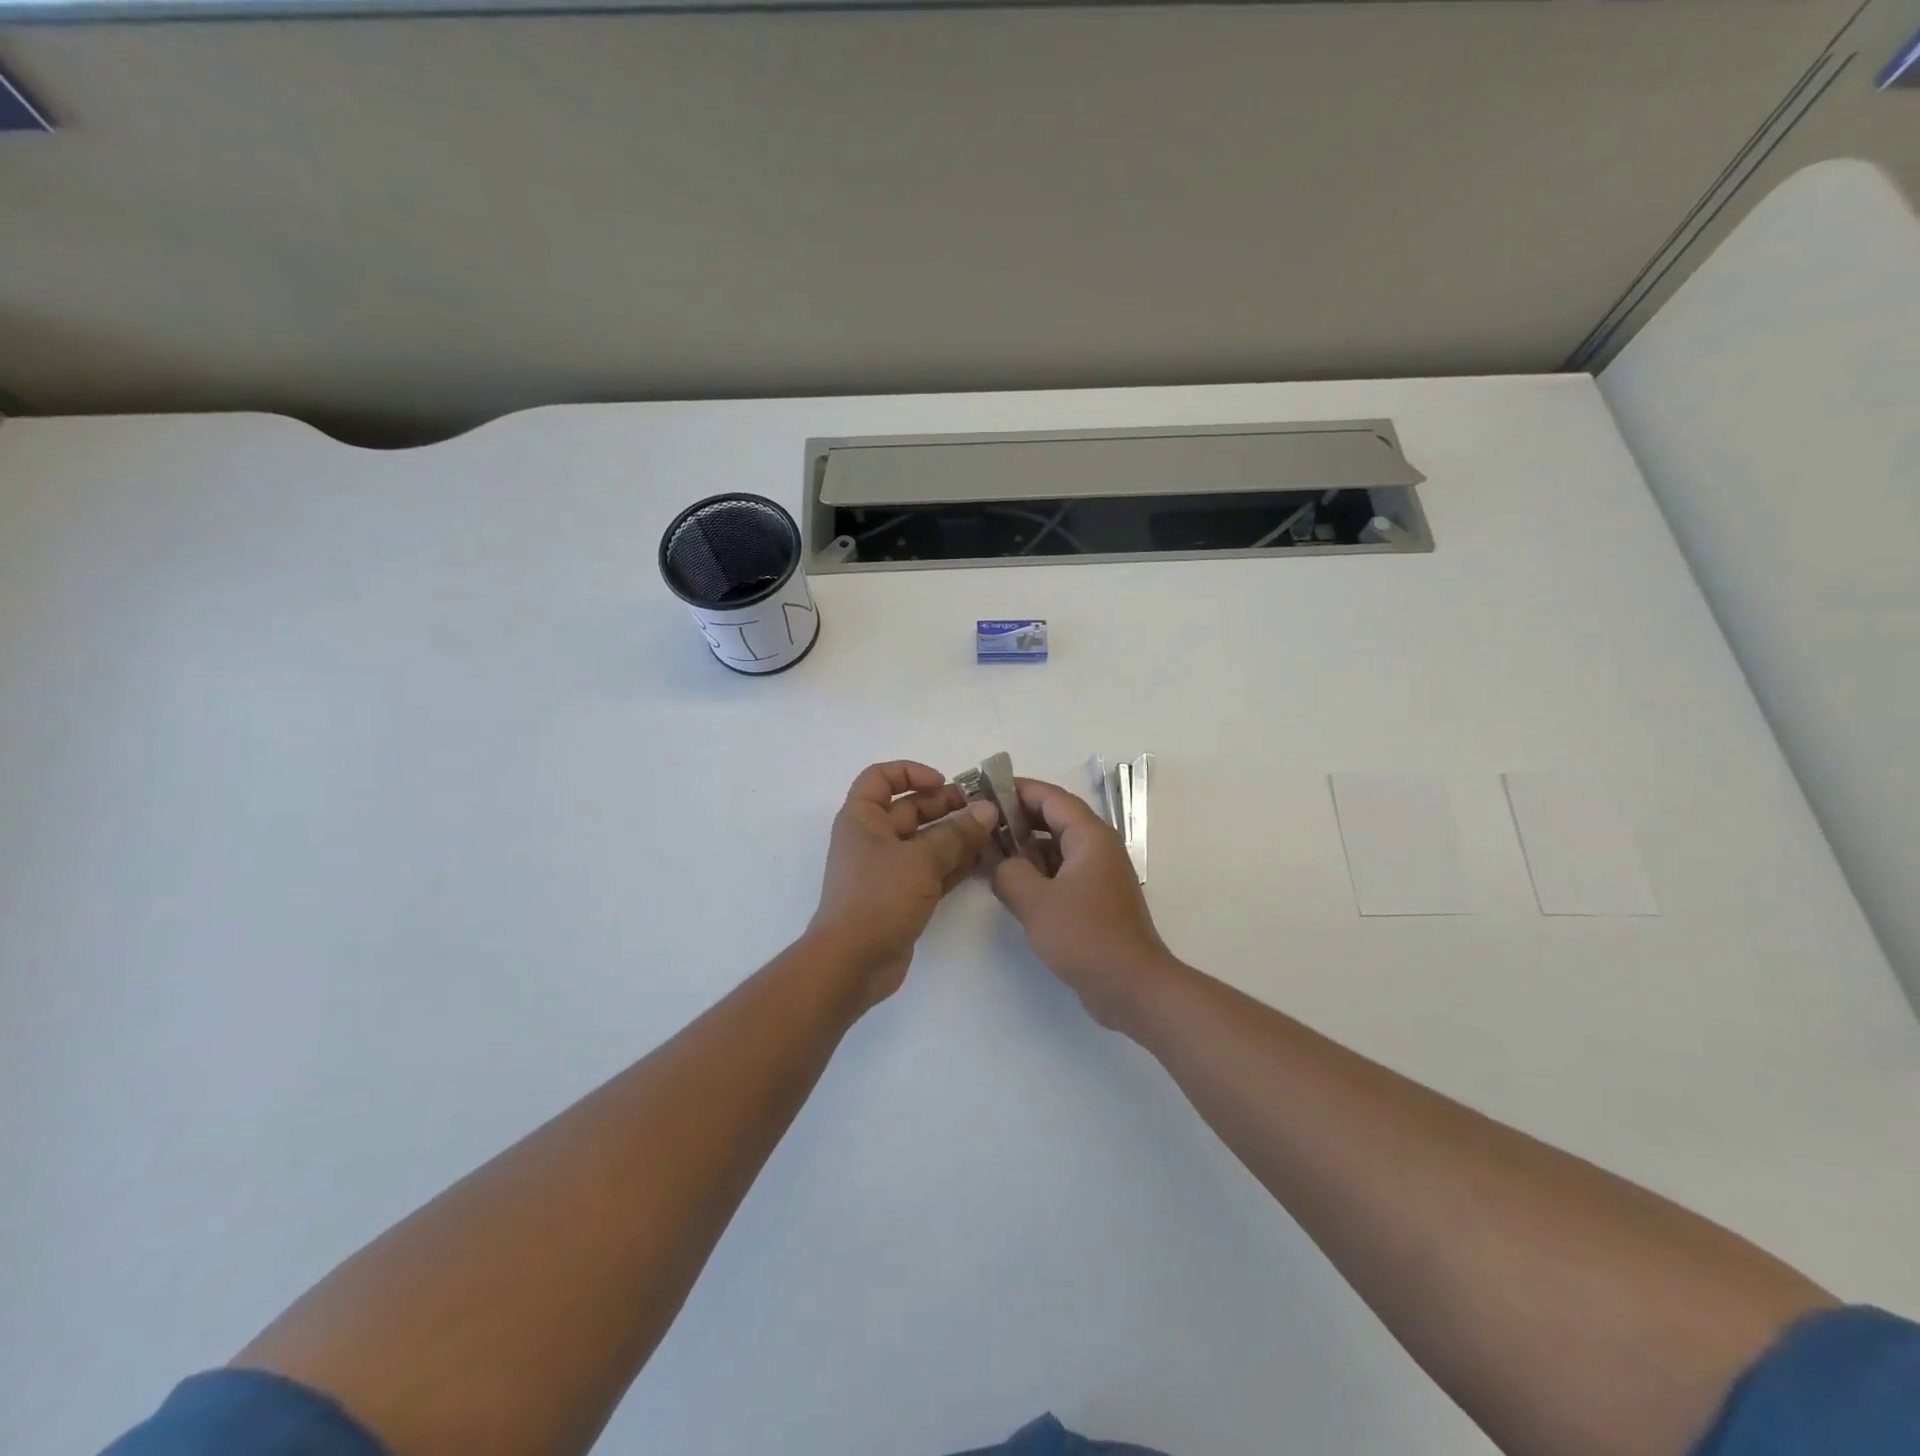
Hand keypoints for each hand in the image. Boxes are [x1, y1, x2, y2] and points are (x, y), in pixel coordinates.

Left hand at [808, 760, 998, 1005]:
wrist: (852, 962)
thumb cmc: (878, 897)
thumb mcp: (921, 860)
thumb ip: (957, 834)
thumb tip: (988, 810)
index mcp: (862, 818)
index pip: (881, 777)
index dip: (911, 772)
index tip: (943, 782)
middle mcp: (872, 838)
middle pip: (910, 809)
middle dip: (946, 805)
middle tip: (985, 809)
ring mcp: (887, 869)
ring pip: (925, 841)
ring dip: (956, 835)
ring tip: (993, 833)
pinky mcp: (902, 895)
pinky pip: (932, 870)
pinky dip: (954, 863)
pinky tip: (984, 861)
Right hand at [991, 778, 1179, 1028]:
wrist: (1132, 986)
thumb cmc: (1085, 936)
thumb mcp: (1035, 902)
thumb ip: (1008, 873)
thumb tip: (1000, 866)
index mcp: (1090, 836)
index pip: (1050, 797)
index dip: (1015, 790)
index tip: (983, 790)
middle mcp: (1098, 847)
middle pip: (1053, 818)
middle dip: (1017, 818)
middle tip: (980, 823)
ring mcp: (1098, 873)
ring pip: (1056, 846)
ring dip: (1025, 847)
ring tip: (988, 852)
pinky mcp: (1095, 898)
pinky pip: (1061, 870)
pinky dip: (1037, 870)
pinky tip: (1011, 883)